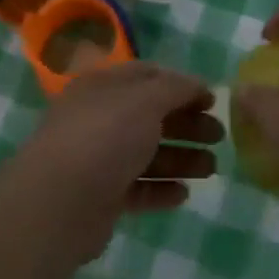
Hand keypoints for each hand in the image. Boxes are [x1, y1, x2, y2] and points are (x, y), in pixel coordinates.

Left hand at [13, 62, 222, 257]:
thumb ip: (175, 88)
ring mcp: (98, 159)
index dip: (182, 84)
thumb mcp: (145, 100)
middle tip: (219, 137)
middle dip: (187, 124)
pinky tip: (183, 194)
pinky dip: (161, 190)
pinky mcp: (100, 197)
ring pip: (146, 154)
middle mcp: (99, 118)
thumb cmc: (105, 137)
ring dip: (181, 159)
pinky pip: (137, 189)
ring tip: (211, 169)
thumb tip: (197, 85)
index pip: (147, 76)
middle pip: (150, 116)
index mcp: (104, 86)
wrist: (59, 202)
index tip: (212, 100)